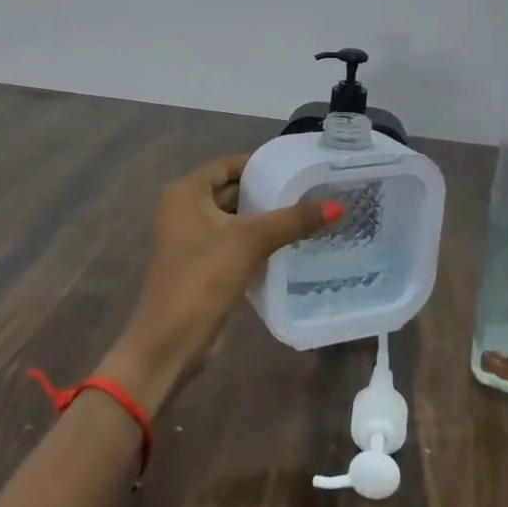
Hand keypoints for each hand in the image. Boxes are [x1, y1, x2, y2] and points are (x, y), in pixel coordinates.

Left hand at [100, 154, 336, 411]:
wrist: (170, 342)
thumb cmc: (203, 278)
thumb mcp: (251, 241)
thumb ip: (293, 220)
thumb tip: (336, 206)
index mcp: (186, 192)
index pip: (229, 165)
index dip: (262, 165)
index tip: (298, 169)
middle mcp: (183, 209)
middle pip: (232, 191)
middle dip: (266, 193)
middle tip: (309, 192)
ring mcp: (190, 240)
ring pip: (234, 219)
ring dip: (264, 219)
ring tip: (307, 215)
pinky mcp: (201, 266)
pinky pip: (233, 243)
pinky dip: (256, 242)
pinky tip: (288, 245)